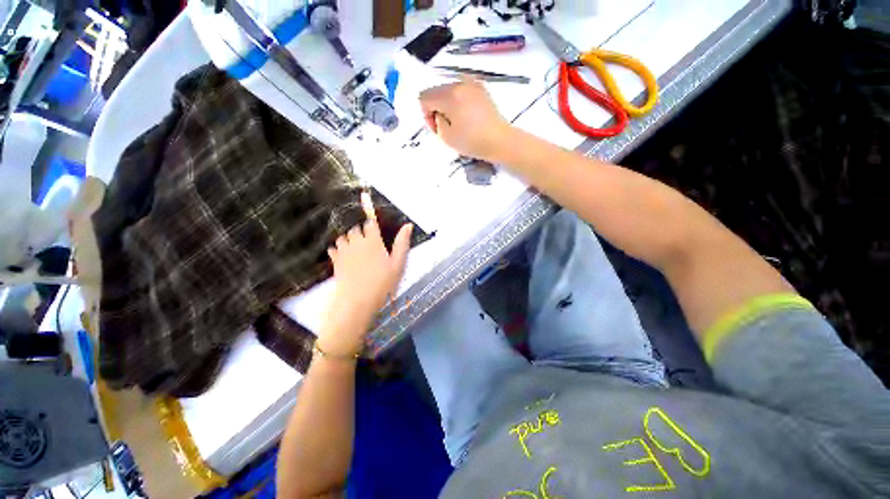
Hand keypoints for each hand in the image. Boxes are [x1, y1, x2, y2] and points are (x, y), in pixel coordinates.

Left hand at [319, 192, 412, 355]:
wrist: (357, 301)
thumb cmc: (382, 283)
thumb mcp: (398, 264)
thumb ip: (402, 243)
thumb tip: (408, 225)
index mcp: (373, 241)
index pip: (370, 223)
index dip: (370, 217)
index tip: (368, 209)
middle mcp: (356, 242)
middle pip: (356, 229)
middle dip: (362, 232)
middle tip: (371, 245)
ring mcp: (343, 251)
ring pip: (344, 237)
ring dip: (350, 240)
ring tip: (358, 251)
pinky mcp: (335, 261)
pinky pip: (334, 248)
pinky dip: (339, 250)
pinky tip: (345, 258)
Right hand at [419, 79, 513, 161]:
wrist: (500, 140)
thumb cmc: (472, 142)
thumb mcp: (446, 137)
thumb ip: (436, 121)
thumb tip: (438, 113)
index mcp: (449, 94)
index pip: (425, 97)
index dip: (426, 114)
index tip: (436, 128)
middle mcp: (459, 83)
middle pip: (436, 91)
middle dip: (436, 108)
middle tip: (444, 127)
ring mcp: (472, 83)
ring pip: (449, 90)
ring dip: (447, 104)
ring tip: (456, 121)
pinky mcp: (481, 88)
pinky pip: (461, 90)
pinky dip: (458, 100)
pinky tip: (466, 115)